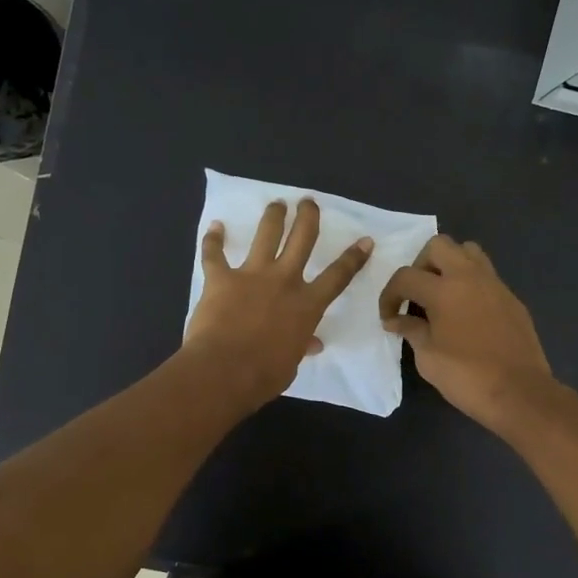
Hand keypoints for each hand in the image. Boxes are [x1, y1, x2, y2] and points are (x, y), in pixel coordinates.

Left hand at [183, 197, 372, 410]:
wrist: (224, 370)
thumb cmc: (264, 375)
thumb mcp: (291, 363)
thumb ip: (301, 346)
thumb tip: (311, 344)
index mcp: (307, 305)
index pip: (338, 276)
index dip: (353, 258)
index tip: (364, 240)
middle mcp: (284, 281)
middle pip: (302, 239)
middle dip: (308, 217)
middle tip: (309, 203)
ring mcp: (252, 275)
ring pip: (266, 235)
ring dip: (273, 217)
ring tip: (277, 204)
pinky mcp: (221, 278)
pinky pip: (215, 254)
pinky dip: (213, 239)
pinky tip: (215, 226)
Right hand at [380, 234, 554, 430]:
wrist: (519, 393)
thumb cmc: (466, 377)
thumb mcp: (428, 357)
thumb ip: (411, 330)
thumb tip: (396, 320)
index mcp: (444, 289)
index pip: (406, 276)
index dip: (389, 295)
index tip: (389, 317)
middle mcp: (470, 277)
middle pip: (439, 245)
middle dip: (420, 265)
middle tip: (416, 294)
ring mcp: (495, 285)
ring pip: (468, 252)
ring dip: (449, 265)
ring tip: (442, 295)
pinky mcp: (512, 299)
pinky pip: (486, 276)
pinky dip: (470, 284)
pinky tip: (466, 314)